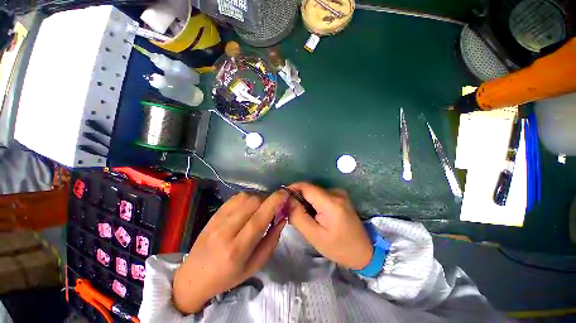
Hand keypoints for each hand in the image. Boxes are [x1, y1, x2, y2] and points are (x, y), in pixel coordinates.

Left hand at [173, 191, 286, 313]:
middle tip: (273, 204)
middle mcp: (225, 232)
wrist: (194, 277)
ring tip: (262, 205)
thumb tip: (282, 218)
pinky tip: (250, 204)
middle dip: (267, 198)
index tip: (285, 194)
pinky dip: (247, 197)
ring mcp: (216, 221)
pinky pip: (234, 198)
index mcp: (237, 250)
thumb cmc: (228, 277)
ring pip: (243, 197)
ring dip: (258, 197)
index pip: (259, 218)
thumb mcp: (255, 266)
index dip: (274, 202)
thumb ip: (271, 241)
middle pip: (252, 202)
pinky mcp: (213, 215)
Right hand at [288, 182, 372, 269]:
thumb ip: (298, 216)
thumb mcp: (314, 236)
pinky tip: (314, 213)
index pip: (306, 187)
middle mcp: (336, 193)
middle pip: (310, 188)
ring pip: (314, 191)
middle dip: (298, 197)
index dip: (292, 189)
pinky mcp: (340, 196)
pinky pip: (321, 194)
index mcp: (331, 202)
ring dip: (305, 200)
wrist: (364, 252)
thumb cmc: (339, 248)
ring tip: (303, 215)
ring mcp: (340, 193)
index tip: (282, 198)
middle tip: (291, 211)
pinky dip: (313, 201)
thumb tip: (287, 200)